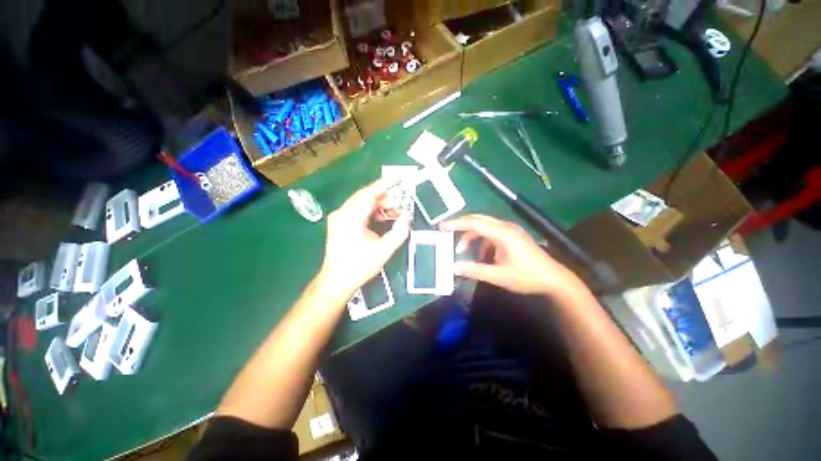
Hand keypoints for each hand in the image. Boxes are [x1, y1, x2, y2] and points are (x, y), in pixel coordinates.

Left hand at [317, 179, 411, 300]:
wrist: (336, 282)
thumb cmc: (359, 267)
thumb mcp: (384, 250)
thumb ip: (399, 231)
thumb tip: (407, 215)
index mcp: (350, 217)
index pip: (369, 193)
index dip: (385, 184)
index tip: (399, 178)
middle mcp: (342, 212)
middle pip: (365, 196)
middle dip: (385, 197)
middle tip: (401, 202)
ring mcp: (338, 217)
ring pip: (362, 202)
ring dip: (379, 205)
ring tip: (394, 212)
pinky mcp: (339, 222)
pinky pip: (358, 210)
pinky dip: (371, 211)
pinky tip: (382, 218)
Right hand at [440, 214, 584, 297]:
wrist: (554, 280)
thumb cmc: (527, 277)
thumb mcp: (499, 276)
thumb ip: (475, 270)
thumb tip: (453, 267)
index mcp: (503, 233)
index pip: (475, 223)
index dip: (456, 224)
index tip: (441, 226)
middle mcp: (506, 227)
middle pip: (478, 220)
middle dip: (461, 226)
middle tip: (446, 231)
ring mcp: (510, 231)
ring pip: (484, 227)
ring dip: (471, 237)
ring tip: (462, 251)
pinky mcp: (512, 237)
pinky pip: (491, 234)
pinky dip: (482, 242)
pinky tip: (481, 255)